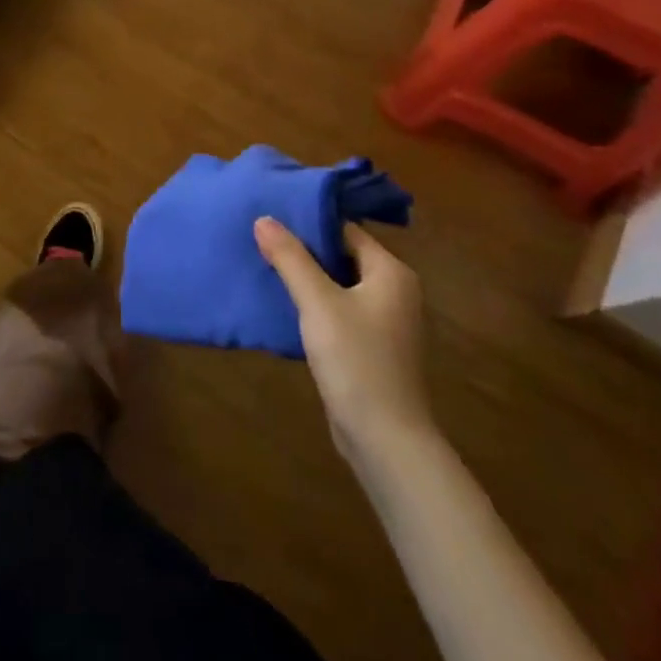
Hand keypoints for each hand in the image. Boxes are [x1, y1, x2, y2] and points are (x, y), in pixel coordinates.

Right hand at [255, 218, 430, 457]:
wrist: (386, 441)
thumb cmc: (356, 361)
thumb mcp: (317, 303)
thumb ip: (290, 258)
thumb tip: (263, 218)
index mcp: (391, 272)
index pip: (346, 230)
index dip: (309, 223)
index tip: (273, 218)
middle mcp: (396, 291)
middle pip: (344, 255)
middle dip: (305, 250)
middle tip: (264, 241)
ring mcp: (388, 322)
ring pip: (341, 285)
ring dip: (309, 279)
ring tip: (268, 268)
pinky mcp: (376, 348)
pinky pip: (343, 311)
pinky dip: (318, 305)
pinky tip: (288, 307)